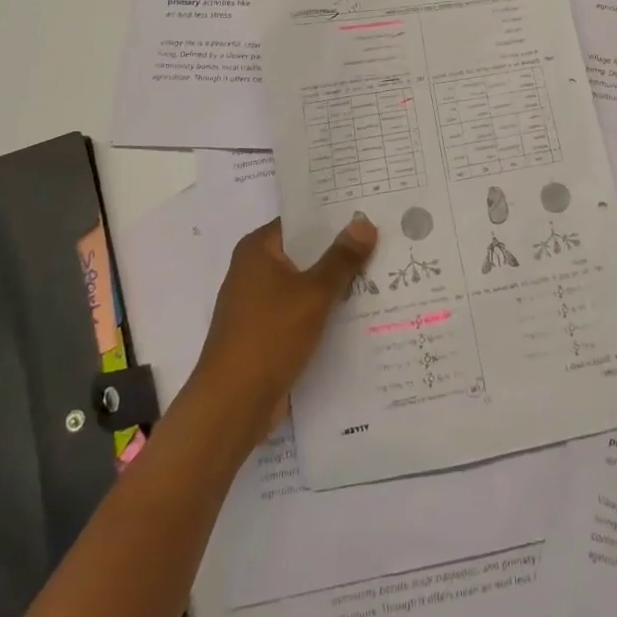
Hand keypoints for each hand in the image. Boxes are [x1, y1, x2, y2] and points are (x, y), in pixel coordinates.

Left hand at [187, 214, 378, 450]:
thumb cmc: (270, 336)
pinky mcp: (264, 335)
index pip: (300, 221)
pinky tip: (358, 315)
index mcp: (257, 250)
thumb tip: (364, 222)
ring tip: (380, 275)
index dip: (333, 217)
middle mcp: (253, 271)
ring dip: (334, 286)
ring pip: (304, 285)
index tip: (369, 212)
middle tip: (383, 241)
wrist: (233, 404)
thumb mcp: (314, 293)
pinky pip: (300, 313)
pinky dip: (323, 313)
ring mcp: (257, 305)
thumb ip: (341, 259)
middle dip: (339, 252)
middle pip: (304, 253)